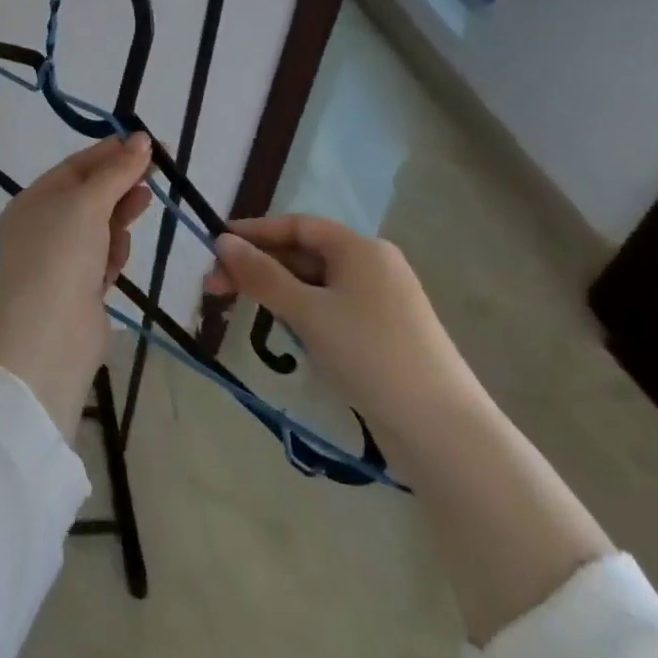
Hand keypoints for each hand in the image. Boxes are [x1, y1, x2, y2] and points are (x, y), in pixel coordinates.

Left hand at [0, 134, 152, 434]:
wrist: (49, 334)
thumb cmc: (62, 254)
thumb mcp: (87, 202)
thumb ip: (116, 171)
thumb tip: (141, 139)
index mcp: (33, 201)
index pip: (75, 167)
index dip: (110, 153)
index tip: (146, 143)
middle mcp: (42, 227)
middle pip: (89, 195)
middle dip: (120, 182)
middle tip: (158, 169)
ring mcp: (60, 260)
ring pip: (99, 227)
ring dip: (118, 217)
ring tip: (143, 202)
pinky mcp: (80, 289)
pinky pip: (103, 258)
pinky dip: (114, 253)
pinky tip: (118, 256)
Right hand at [203, 214, 483, 435]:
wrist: (443, 431)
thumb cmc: (369, 354)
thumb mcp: (307, 312)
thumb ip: (262, 275)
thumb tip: (222, 241)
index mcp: (360, 248)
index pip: (297, 226)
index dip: (254, 232)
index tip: (215, 246)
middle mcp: (373, 266)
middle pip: (304, 254)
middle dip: (259, 267)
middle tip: (215, 288)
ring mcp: (382, 302)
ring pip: (316, 284)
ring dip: (278, 292)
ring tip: (244, 310)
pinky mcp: (386, 334)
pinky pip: (332, 308)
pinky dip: (303, 313)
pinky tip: (287, 333)